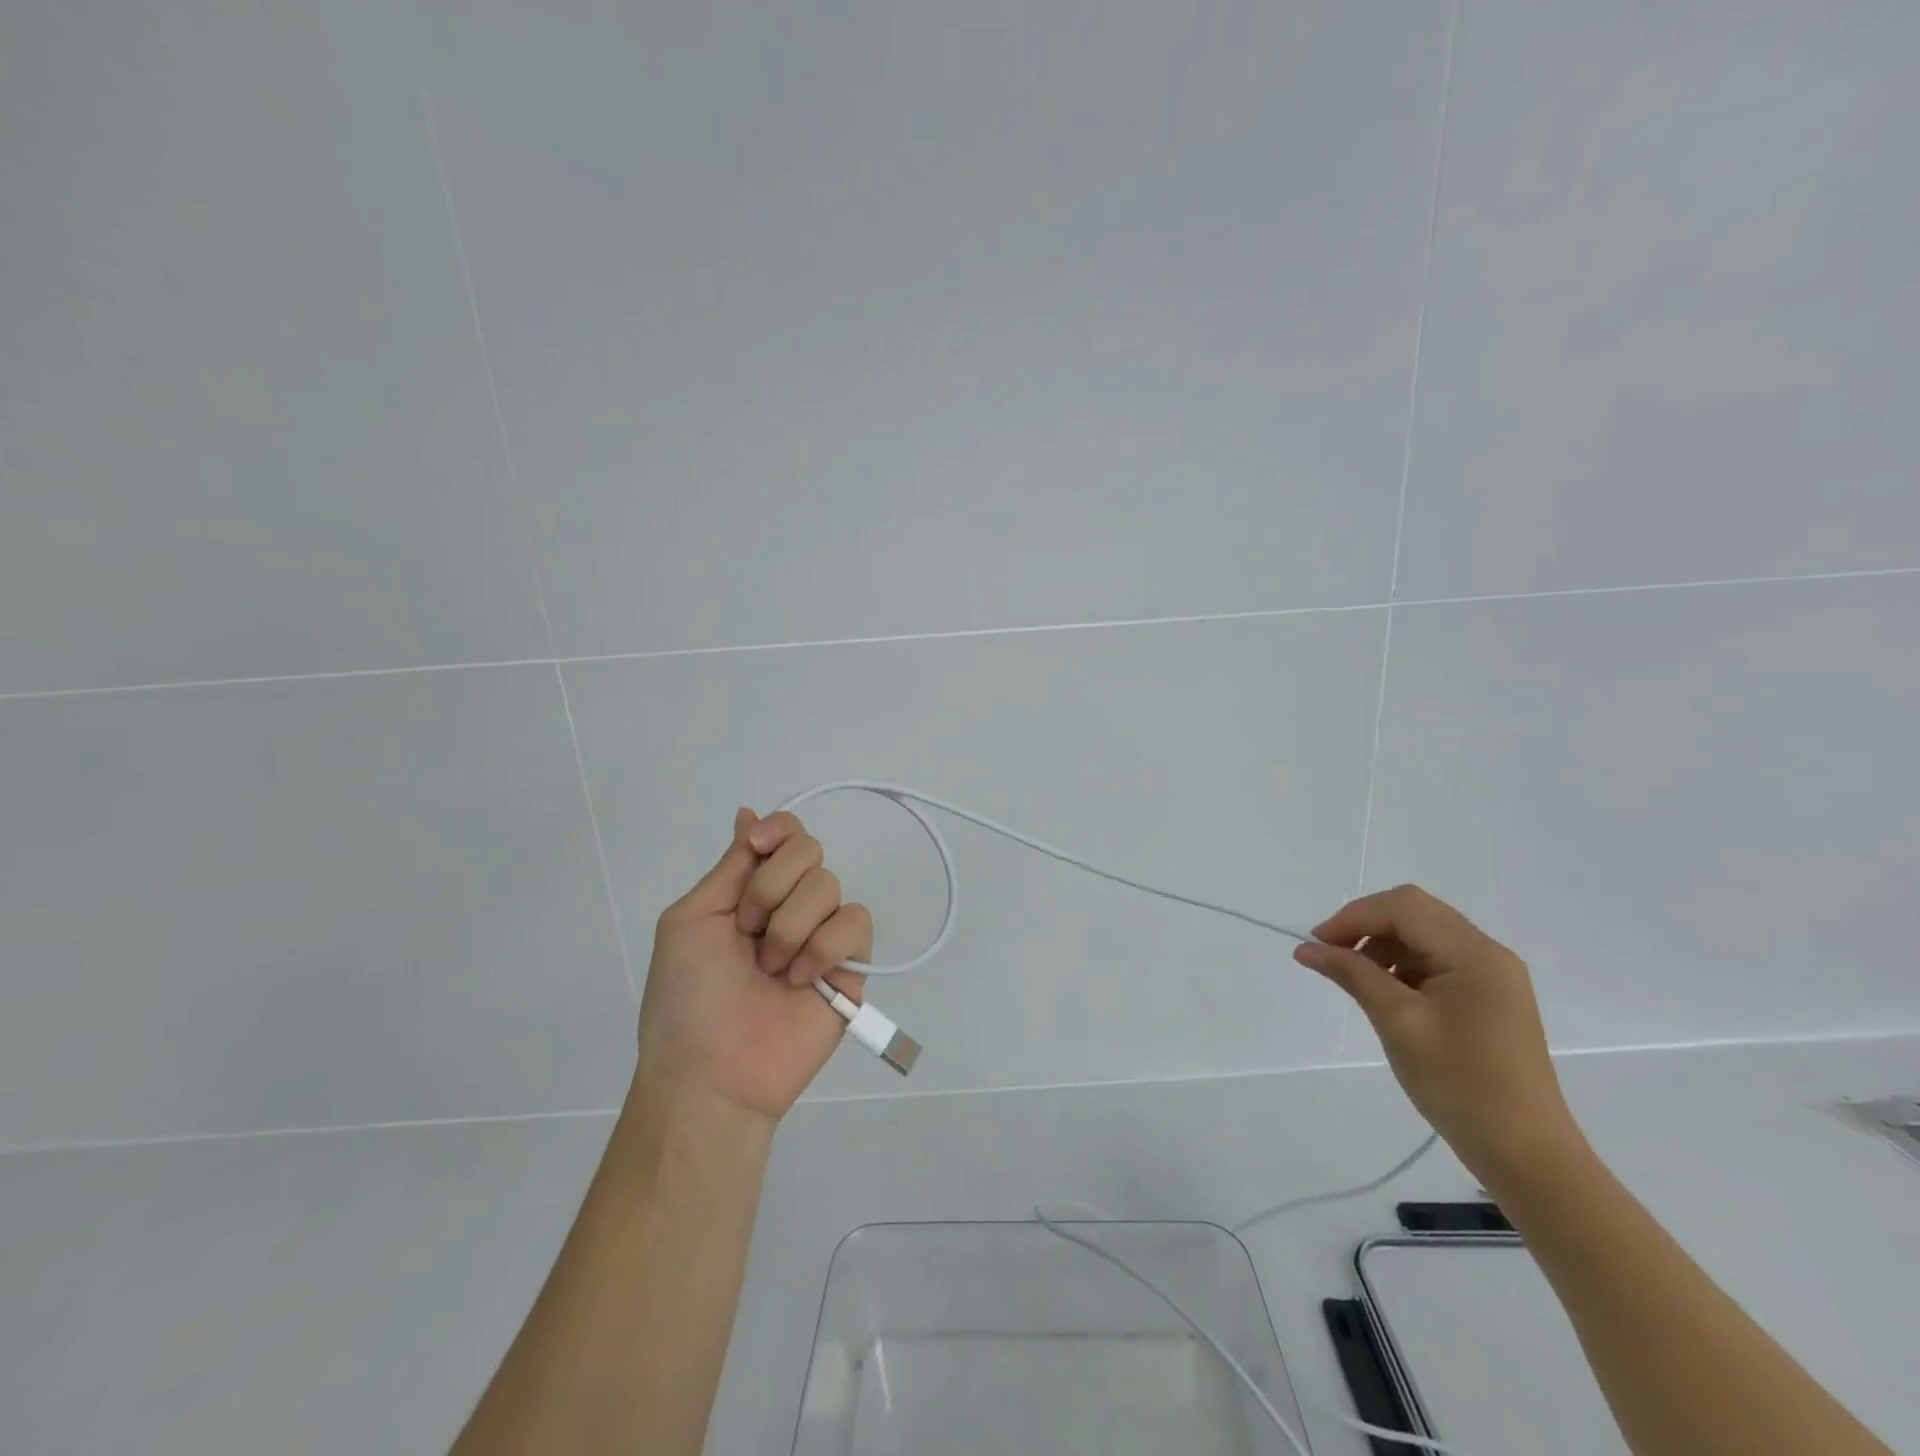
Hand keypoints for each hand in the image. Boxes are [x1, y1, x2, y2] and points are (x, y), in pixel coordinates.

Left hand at [637, 809, 871, 1121]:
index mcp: (751, 891)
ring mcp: (822, 935)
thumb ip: (731, 867)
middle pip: (810, 850)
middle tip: (747, 931)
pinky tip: (801, 981)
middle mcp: (789, 905)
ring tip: (771, 970)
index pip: (785, 834)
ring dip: (791, 926)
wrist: (711, 1074)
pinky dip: (824, 947)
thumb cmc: (686, 997)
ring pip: (830, 886)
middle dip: (773, 886)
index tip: (758, 847)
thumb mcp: (691, 920)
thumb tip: (748, 813)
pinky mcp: (851, 966)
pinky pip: (856, 924)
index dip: (779, 830)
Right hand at [1294, 885, 1584, 1189]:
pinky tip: (1385, 993)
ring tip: (1354, 978)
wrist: (1525, 1154)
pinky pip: (1436, 960)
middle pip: (1414, 913)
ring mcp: (1492, 976)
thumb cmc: (1460, 1084)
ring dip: (1382, 945)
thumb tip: (1307, 948)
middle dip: (1366, 926)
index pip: (1403, 907)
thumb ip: (1352, 974)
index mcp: (1474, 954)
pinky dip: (1402, 965)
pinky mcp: (1488, 997)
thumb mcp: (1398, 1023)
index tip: (1317, 945)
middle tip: (1330, 956)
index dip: (1354, 916)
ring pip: (1423, 935)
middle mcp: (1488, 954)